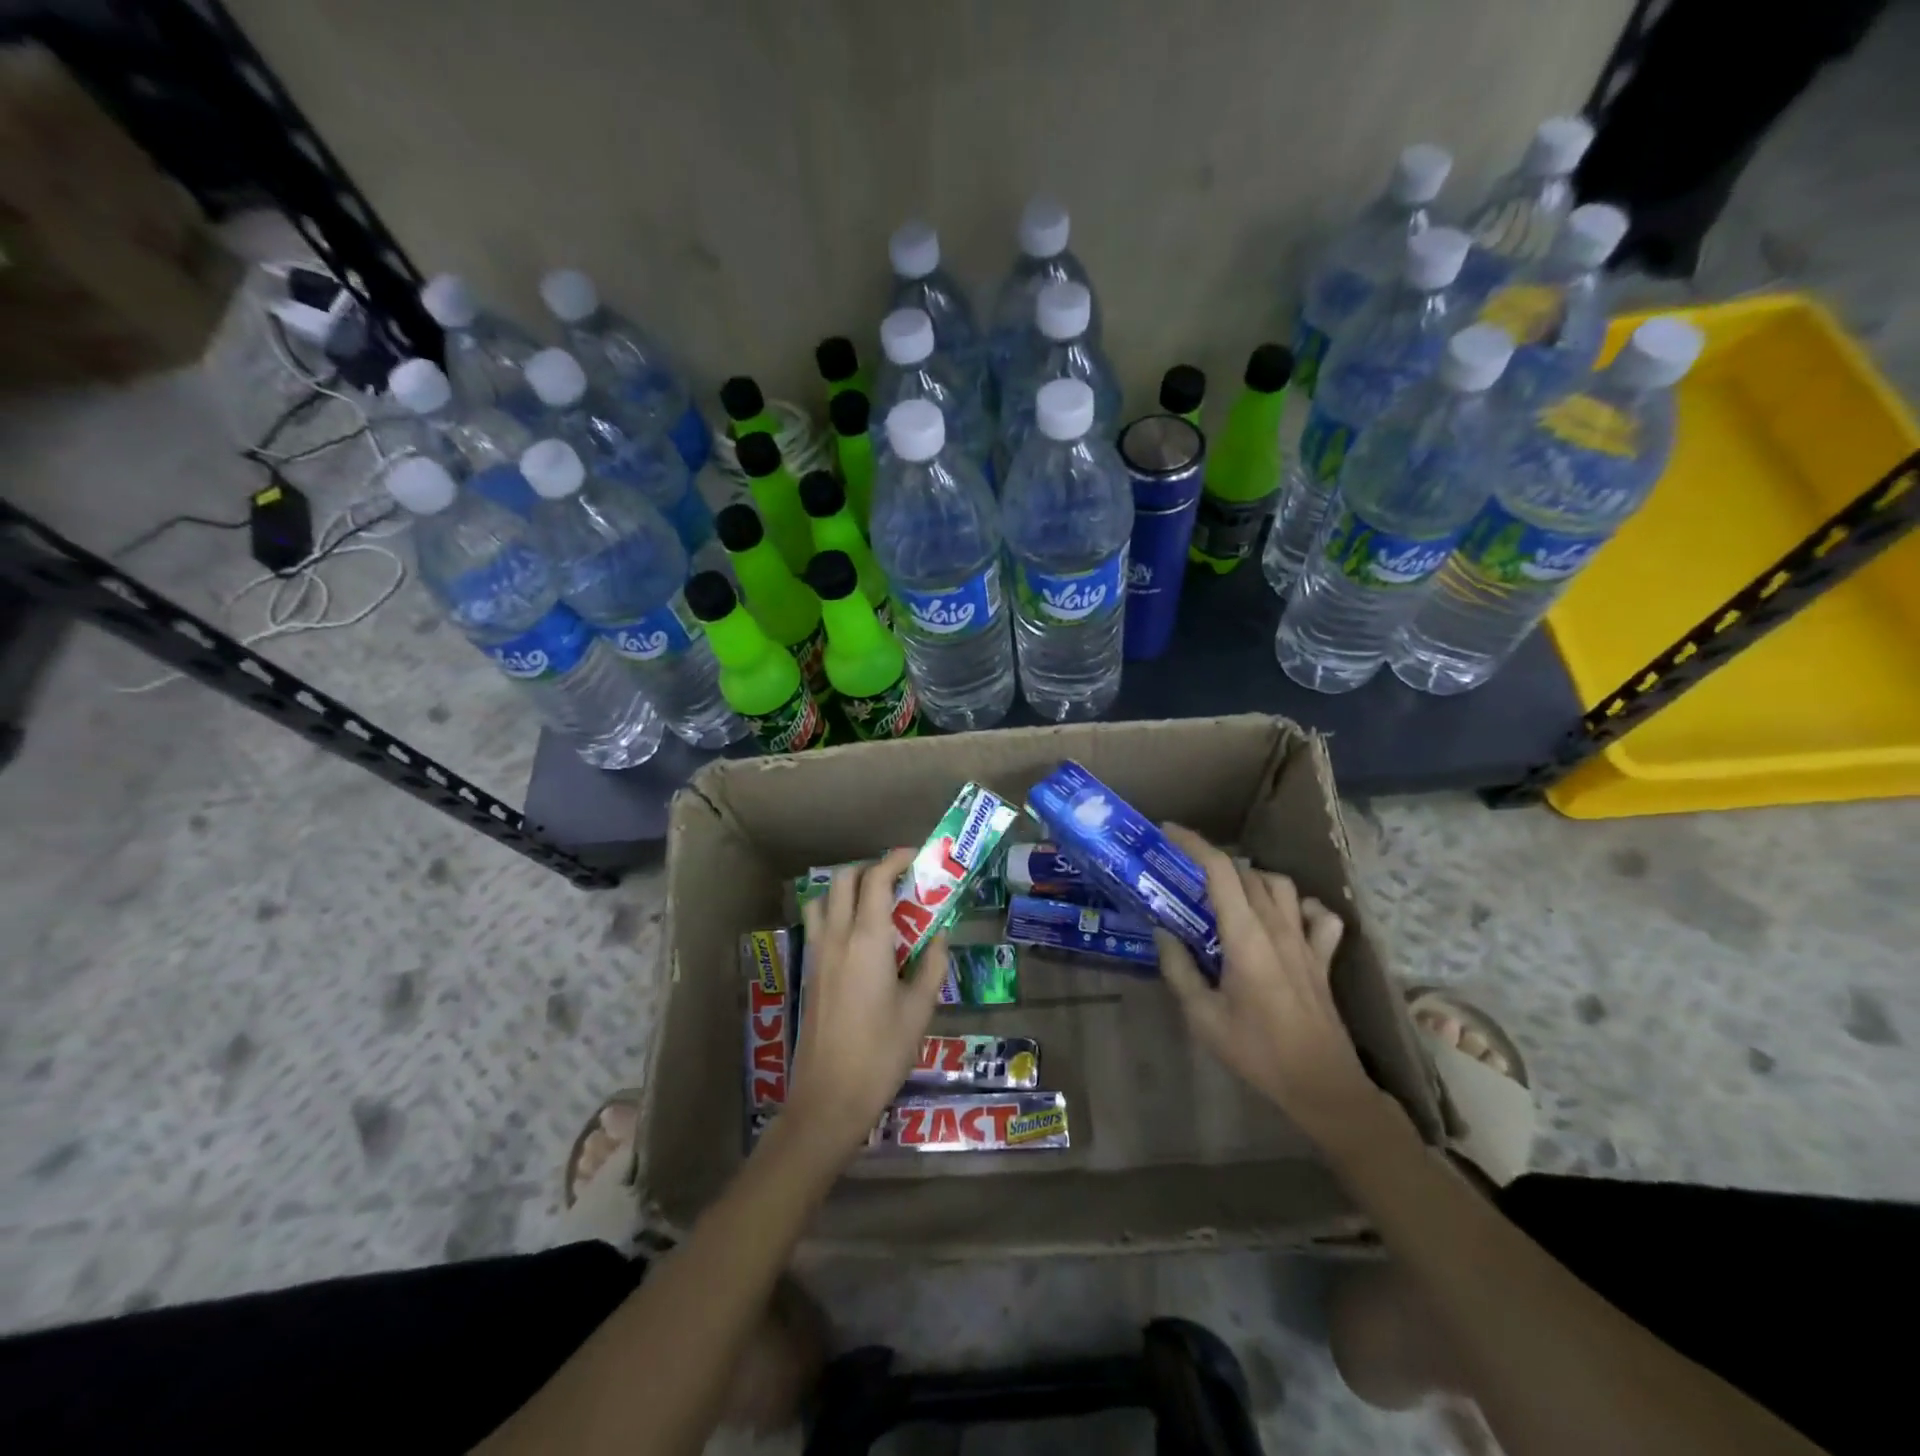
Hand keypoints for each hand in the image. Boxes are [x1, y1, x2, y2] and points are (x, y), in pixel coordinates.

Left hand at [787, 847, 947, 1161]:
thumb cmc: (882, 1052)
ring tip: (875, 903)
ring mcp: (818, 953)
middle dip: (871, 868)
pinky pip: (819, 924)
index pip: (876, 879)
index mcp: (867, 939)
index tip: (917, 856)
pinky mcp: (810, 972)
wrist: (829, 1097)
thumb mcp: (920, 1008)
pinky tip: (859, 938)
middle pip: (844, 879)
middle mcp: (837, 937)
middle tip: (899, 879)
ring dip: (847, 888)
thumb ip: (932, 964)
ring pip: (824, 899)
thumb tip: (939, 936)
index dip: (895, 859)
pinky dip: (836, 912)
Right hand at [1156, 823, 1385, 1151]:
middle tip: (1186, 869)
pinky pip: (1319, 915)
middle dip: (1214, 860)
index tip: (1169, 832)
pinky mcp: (1323, 957)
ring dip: (1252, 877)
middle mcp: (1278, 928)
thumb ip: (1179, 969)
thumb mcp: (1202, 1017)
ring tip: (1229, 891)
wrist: (1322, 1086)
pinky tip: (1285, 917)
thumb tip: (1163, 931)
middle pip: (1247, 872)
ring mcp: (1306, 941)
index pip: (1220, 871)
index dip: (1194, 844)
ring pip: (1281, 885)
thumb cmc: (1256, 1052)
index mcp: (1245, 937)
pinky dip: (1300, 906)